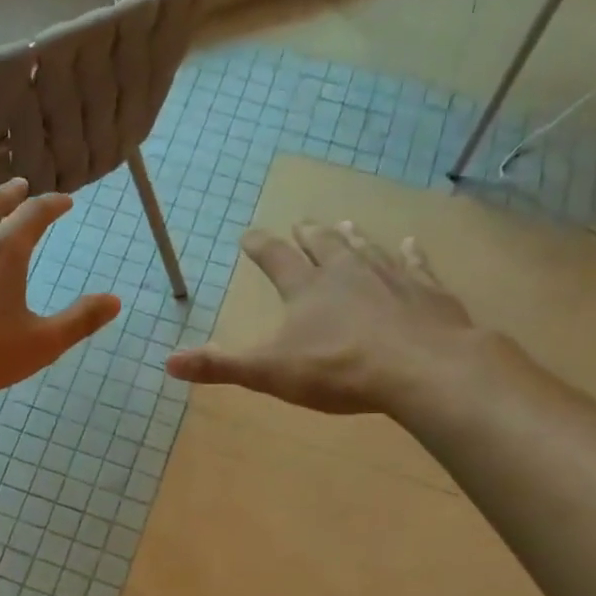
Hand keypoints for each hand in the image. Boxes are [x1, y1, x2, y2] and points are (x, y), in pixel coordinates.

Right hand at [166, 221, 478, 414]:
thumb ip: (220, 366)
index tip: (249, 235)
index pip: (276, 259)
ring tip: (345, 224)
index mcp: (306, 289)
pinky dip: (410, 253)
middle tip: (302, 223)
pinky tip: (410, 243)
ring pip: (366, 249)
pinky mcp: (426, 292)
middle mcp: (346, 272)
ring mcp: (390, 277)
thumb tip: (168, 361)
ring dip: (352, 238)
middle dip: (309, 236)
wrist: (421, 369)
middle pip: (324, 246)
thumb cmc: (339, 370)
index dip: (260, 247)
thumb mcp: (269, 373)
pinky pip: (415, 265)